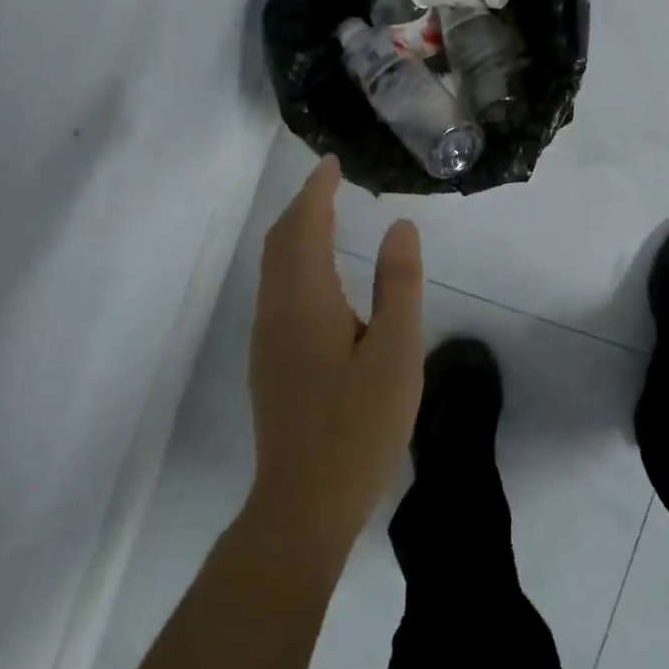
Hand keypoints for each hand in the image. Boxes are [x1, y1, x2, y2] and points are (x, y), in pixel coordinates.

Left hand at [246, 156, 423, 552]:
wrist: (304, 504)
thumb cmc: (358, 425)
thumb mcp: (396, 350)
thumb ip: (399, 284)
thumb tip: (400, 227)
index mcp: (306, 301)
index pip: (304, 227)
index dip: (317, 191)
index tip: (333, 164)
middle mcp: (277, 311)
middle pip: (280, 242)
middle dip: (302, 206)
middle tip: (331, 182)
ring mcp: (268, 339)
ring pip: (273, 267)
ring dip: (295, 232)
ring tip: (326, 215)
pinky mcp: (270, 362)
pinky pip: (277, 289)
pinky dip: (294, 261)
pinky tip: (319, 275)